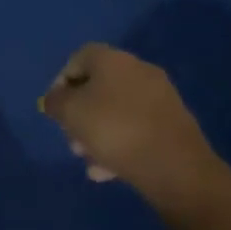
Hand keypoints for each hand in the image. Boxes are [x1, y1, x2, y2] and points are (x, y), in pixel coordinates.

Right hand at [39, 44, 224, 210]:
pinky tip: (109, 170)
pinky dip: (121, 144)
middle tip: (72, 139)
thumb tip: (55, 100)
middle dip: (80, 113)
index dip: (60, 82)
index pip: (77, 59)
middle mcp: (138, 70)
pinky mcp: (174, 124)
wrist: (176, 167)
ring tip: (89, 160)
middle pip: (98, 87)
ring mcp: (160, 97)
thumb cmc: (114, 129)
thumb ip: (55, 101)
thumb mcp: (69, 112)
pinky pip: (137, 128)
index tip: (55, 109)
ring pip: (117, 111)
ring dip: (98, 132)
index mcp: (113, 59)